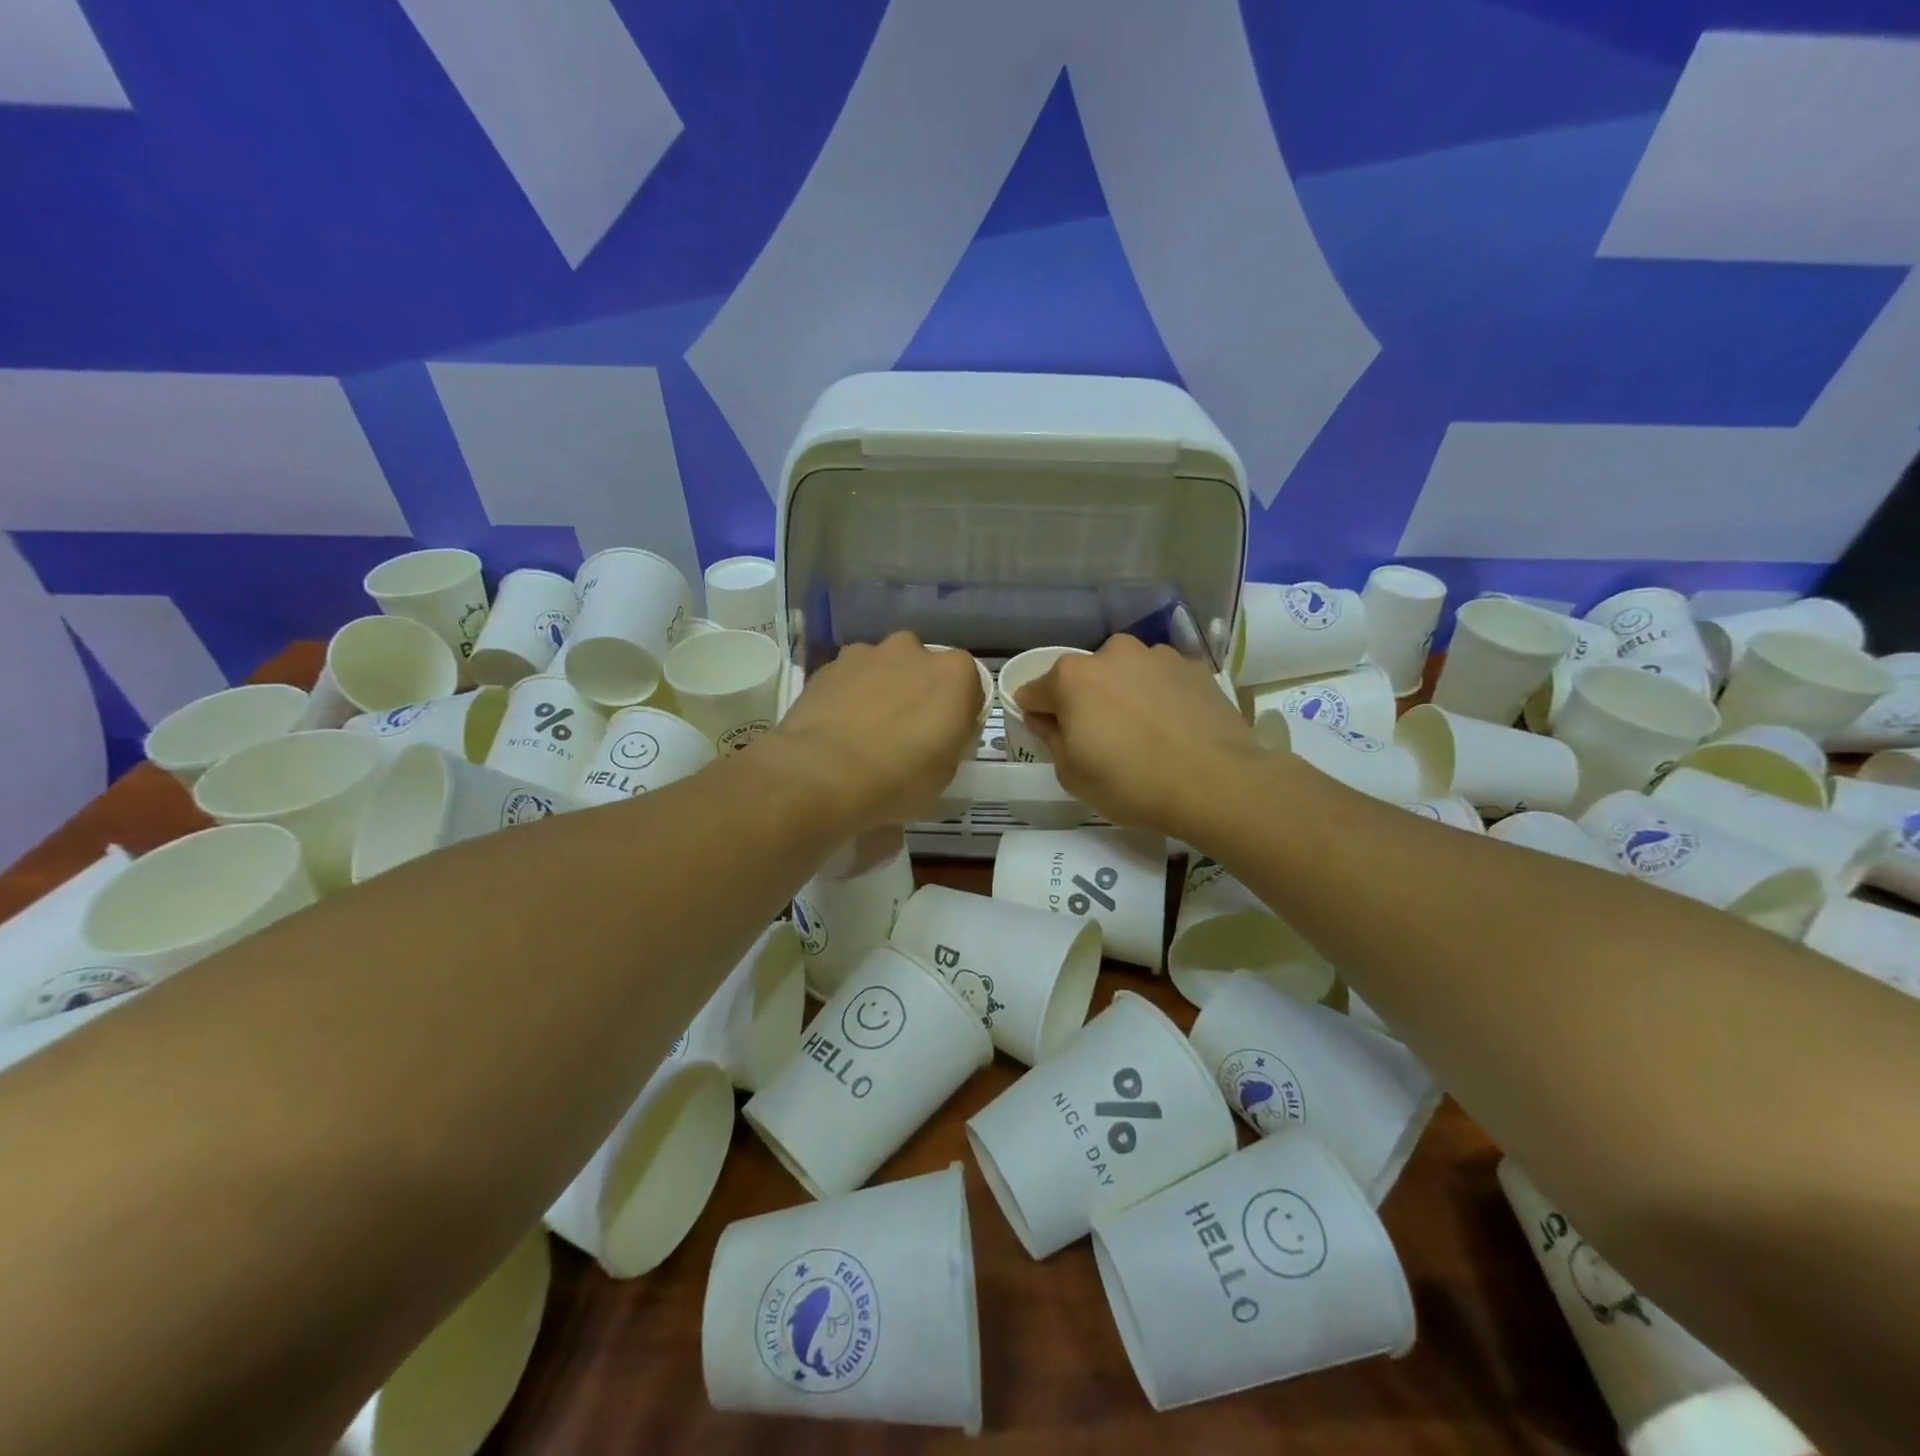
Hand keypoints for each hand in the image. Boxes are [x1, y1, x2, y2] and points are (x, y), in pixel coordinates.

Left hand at [761, 633, 984, 834]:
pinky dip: (850, 695)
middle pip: (924, 669)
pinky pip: (850, 678)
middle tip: (906, 732)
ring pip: (884, 669)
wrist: (821, 774)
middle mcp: (913, 649)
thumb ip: (951, 740)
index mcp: (954, 673)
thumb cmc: (898, 778)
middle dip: (918, 692)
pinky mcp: (829, 665)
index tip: (946, 738)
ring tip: (866, 731)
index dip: (957, 713)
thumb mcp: (946, 773)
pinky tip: (839, 727)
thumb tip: (939, 734)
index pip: (969, 687)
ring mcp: (867, 653)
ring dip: (883, 690)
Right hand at [1016, 635, 1259, 839]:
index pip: (1033, 692)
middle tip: (1102, 741)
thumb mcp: (1073, 775)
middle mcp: (1111, 653)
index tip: (1052, 738)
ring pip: (1123, 674)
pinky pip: (1158, 680)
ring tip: (1143, 734)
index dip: (1037, 716)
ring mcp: (1155, 655)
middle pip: (1081, 678)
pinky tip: (1172, 728)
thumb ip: (1050, 738)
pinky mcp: (1192, 666)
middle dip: (1083, 702)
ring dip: (1122, 695)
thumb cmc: (1132, 784)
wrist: (1218, 783)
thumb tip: (1044, 718)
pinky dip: (1157, 696)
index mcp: (1071, 677)